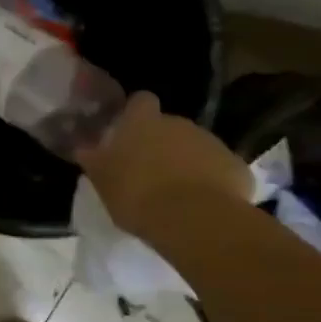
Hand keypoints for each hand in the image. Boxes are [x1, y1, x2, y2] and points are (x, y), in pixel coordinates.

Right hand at [76, 91, 252, 235]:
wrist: (195, 221)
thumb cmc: (138, 196)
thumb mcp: (103, 181)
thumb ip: (94, 160)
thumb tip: (83, 147)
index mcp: (143, 122)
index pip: (141, 100)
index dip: (137, 113)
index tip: (131, 132)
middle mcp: (178, 123)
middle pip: (170, 126)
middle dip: (163, 143)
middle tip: (152, 172)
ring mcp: (212, 142)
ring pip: (197, 147)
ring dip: (189, 162)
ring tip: (179, 194)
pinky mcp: (238, 167)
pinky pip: (222, 170)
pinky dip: (215, 182)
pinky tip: (207, 206)